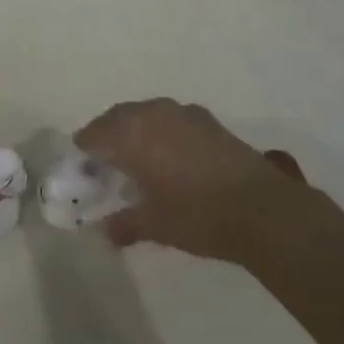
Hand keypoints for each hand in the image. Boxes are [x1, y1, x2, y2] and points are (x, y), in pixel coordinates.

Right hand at [74, 98, 343, 264]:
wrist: (260, 207)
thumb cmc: (197, 215)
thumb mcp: (155, 225)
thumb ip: (125, 224)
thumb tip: (106, 232)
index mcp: (131, 134)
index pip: (94, 133)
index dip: (85, 150)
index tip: (83, 167)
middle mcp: (152, 113)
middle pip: (118, 117)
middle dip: (108, 136)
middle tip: (105, 162)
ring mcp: (182, 112)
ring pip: (146, 114)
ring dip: (136, 130)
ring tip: (138, 159)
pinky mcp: (207, 119)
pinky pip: (171, 118)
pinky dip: (161, 131)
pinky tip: (171, 157)